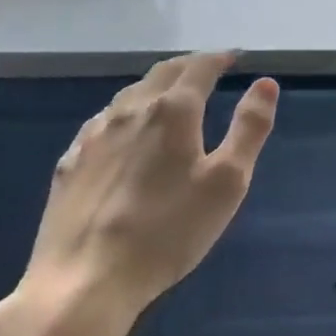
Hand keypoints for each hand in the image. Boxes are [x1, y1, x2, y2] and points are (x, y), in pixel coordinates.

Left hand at [4, 52, 278, 335]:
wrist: (85, 278)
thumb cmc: (168, 232)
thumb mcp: (227, 183)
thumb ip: (249, 129)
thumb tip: (265, 83)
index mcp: (172, 110)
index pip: (199, 67)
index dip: (219, 58)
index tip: (234, 57)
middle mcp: (130, 110)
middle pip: (162, 72)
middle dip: (188, 65)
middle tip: (206, 69)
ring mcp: (94, 134)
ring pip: (129, 95)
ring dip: (155, 86)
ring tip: (169, 96)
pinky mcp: (70, 160)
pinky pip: (103, 122)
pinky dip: (125, 114)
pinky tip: (124, 133)